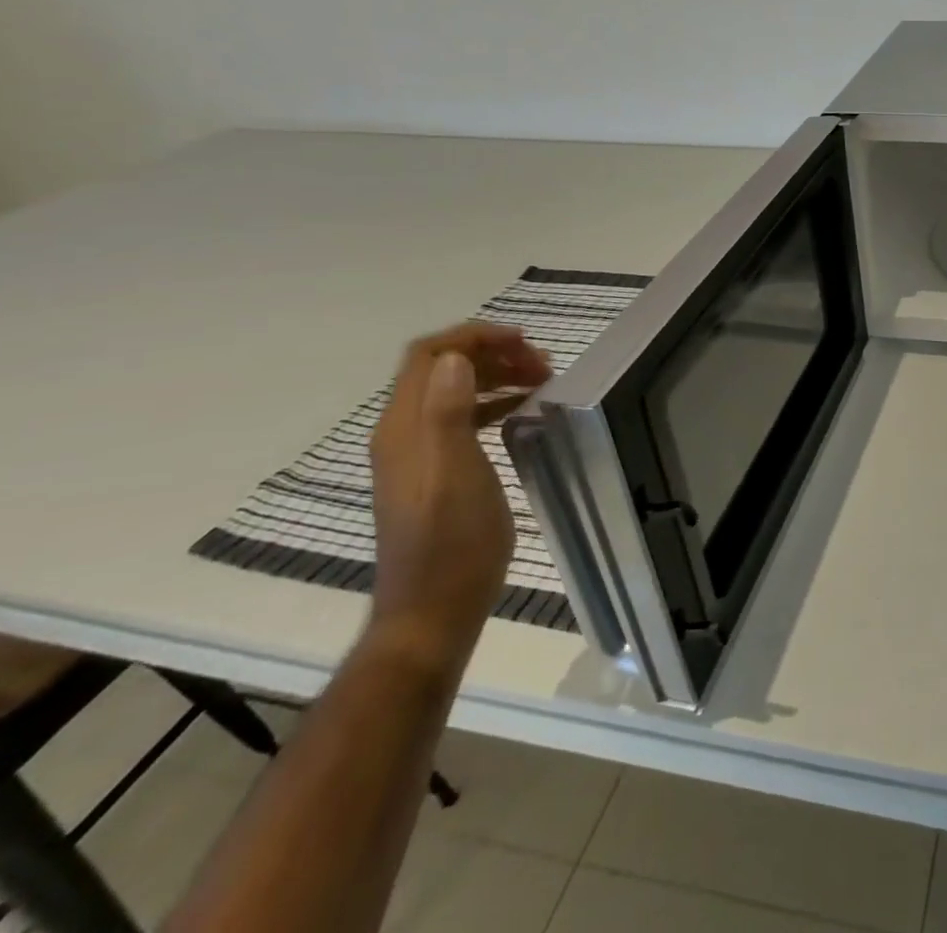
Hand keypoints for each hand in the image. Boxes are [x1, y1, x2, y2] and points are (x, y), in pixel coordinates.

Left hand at [368, 323, 551, 670]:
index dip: (474, 337)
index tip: (524, 341)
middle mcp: (405, 432)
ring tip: (541, 381)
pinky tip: (523, 413)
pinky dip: (494, 403)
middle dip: (492, 353)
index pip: (429, 355)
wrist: (433, 609)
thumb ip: (449, 413)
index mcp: (405, 427)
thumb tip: (455, 358)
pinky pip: (463, 417)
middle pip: (442, 368)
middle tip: (542, 364)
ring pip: (454, 390)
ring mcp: (418, 453)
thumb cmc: (451, 541)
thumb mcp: (456, 473)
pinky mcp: (436, 471)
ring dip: (496, 375)